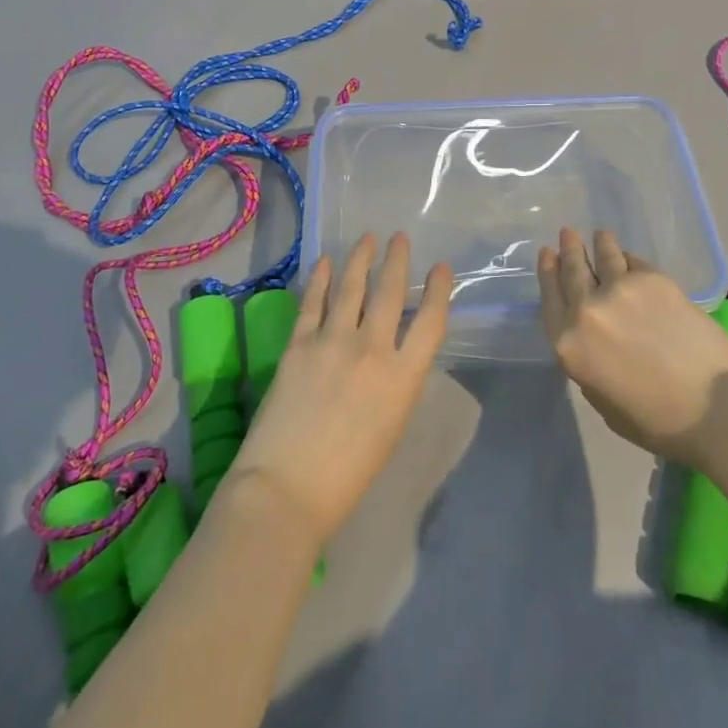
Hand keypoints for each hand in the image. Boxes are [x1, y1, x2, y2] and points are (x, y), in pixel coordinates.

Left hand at [227, 232, 452, 547]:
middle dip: (397, 260)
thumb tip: (391, 352)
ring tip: (368, 238)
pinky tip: (326, 262)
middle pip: (390, 292)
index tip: (440, 268)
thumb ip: (396, 382)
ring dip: (361, 258)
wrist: (286, 490)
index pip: (430, 321)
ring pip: (352, 287)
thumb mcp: (391, 426)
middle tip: (399, 237)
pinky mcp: (299, 344)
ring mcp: (332, 341)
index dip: (438, 290)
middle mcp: (372, 349)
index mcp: (403, 377)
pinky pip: (313, 302)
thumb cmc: (348, 475)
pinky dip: (321, 278)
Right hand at [538, 228, 727, 466]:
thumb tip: (593, 341)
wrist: (717, 405)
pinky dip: (627, 257)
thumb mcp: (605, 404)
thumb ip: (589, 366)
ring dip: (599, 243)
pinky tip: (628, 256)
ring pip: (603, 256)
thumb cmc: (660, 422)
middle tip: (567, 234)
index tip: (547, 255)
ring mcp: (619, 289)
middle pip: (572, 271)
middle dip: (568, 250)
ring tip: (599, 235)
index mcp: (569, 345)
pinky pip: (633, 262)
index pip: (550, 300)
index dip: (547, 274)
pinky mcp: (653, 279)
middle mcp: (586, 310)